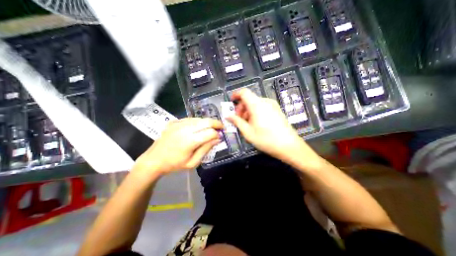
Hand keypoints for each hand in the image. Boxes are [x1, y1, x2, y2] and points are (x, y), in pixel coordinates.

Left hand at [133, 117, 223, 175]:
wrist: (153, 160)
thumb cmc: (174, 164)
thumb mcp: (193, 162)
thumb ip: (206, 149)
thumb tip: (217, 139)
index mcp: (189, 141)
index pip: (209, 133)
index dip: (217, 134)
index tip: (221, 137)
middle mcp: (185, 129)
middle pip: (206, 121)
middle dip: (216, 123)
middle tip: (221, 127)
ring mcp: (178, 124)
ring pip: (199, 119)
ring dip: (207, 122)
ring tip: (210, 128)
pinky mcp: (174, 122)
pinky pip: (190, 119)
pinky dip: (198, 122)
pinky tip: (198, 127)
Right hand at [226, 89, 317, 165]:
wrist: (289, 146)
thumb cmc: (266, 139)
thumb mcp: (248, 132)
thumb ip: (237, 121)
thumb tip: (228, 116)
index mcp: (257, 105)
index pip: (244, 92)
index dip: (236, 95)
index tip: (231, 102)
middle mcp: (265, 102)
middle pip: (249, 99)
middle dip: (241, 108)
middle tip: (238, 119)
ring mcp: (272, 105)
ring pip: (255, 104)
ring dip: (248, 111)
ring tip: (247, 124)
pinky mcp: (277, 110)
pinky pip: (262, 107)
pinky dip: (255, 112)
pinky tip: (256, 123)